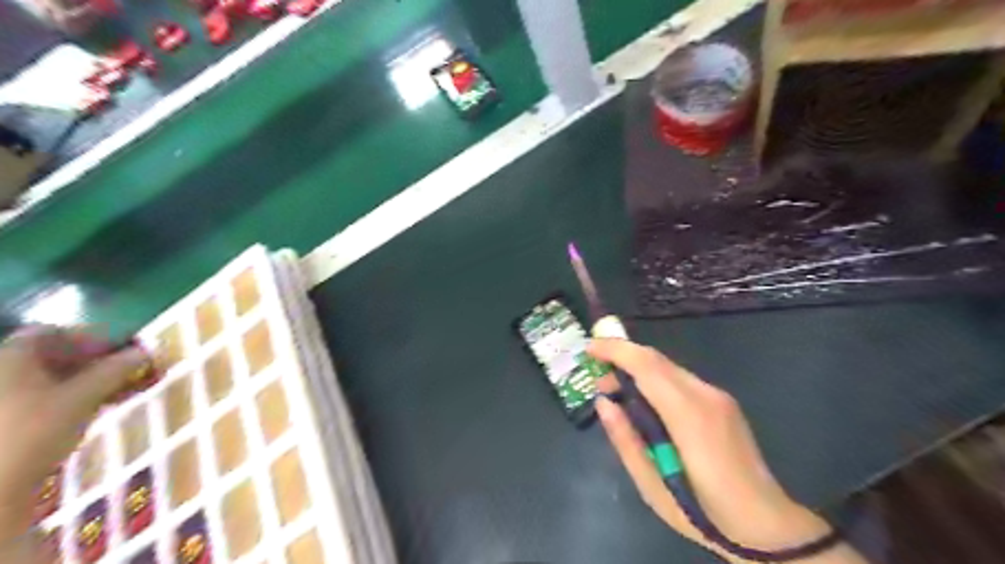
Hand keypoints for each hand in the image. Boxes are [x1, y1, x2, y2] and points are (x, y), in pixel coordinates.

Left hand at [0, 329, 149, 560]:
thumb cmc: (32, 432)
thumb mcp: (82, 397)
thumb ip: (116, 370)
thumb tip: (148, 351)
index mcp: (11, 357)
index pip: (55, 332)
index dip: (94, 338)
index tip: (128, 352)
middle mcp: (4, 373)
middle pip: (57, 357)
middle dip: (103, 362)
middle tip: (140, 371)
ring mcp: (6, 401)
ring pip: (58, 380)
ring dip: (98, 381)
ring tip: (134, 390)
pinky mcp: (13, 425)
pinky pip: (50, 399)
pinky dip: (81, 398)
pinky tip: (106, 407)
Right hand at [592, 338, 863, 562]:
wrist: (766, 526)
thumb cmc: (703, 512)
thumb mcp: (652, 486)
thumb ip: (625, 440)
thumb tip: (604, 403)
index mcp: (689, 415)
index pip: (647, 365)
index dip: (615, 350)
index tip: (589, 348)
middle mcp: (706, 395)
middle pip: (657, 359)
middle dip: (622, 357)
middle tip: (597, 377)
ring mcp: (718, 396)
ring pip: (668, 367)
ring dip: (637, 369)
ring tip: (615, 391)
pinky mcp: (722, 402)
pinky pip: (680, 380)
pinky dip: (654, 379)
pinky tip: (644, 401)